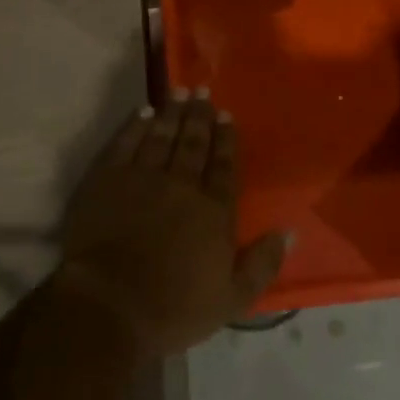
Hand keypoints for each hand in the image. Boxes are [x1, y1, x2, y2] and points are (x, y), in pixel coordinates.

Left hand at [53, 93, 289, 358]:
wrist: (109, 305)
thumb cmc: (174, 308)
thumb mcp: (232, 300)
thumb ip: (263, 264)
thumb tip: (291, 232)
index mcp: (213, 211)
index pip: (224, 166)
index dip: (226, 139)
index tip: (226, 115)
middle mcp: (182, 185)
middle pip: (193, 144)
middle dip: (200, 116)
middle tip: (203, 92)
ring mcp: (143, 178)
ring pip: (162, 136)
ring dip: (172, 113)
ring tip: (179, 91)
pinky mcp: (108, 179)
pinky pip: (126, 143)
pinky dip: (136, 126)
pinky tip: (144, 113)